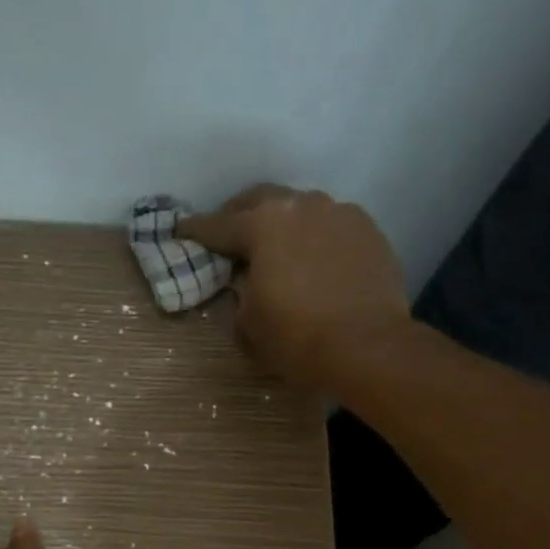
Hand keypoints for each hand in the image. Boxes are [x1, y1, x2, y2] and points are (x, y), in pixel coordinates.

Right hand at [177, 185, 411, 393]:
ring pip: (300, 208)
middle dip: (239, 215)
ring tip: (277, 247)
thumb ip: (240, 297)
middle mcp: (301, 206)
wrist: (368, 348)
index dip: (195, 231)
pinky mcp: (368, 231)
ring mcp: (340, 214)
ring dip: (282, 224)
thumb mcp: (248, 327)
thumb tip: (248, 287)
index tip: (181, 230)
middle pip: (260, 200)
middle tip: (229, 235)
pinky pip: (331, 226)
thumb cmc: (297, 339)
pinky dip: (315, 238)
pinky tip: (315, 261)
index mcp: (262, 226)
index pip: (217, 225)